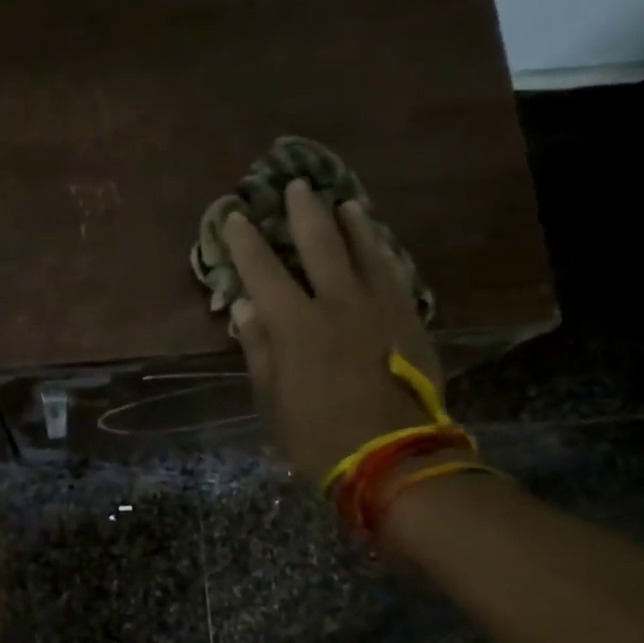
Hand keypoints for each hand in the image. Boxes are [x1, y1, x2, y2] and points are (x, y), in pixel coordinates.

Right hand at [222, 180, 443, 484]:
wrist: (392, 456)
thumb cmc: (317, 434)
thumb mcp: (271, 398)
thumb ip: (258, 348)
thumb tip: (243, 307)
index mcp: (295, 324)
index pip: (263, 271)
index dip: (245, 242)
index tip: (233, 216)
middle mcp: (338, 303)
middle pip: (320, 244)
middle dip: (304, 212)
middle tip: (296, 186)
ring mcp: (379, 307)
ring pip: (365, 250)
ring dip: (352, 224)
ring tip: (344, 203)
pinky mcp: (409, 320)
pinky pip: (395, 274)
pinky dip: (384, 254)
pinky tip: (381, 245)